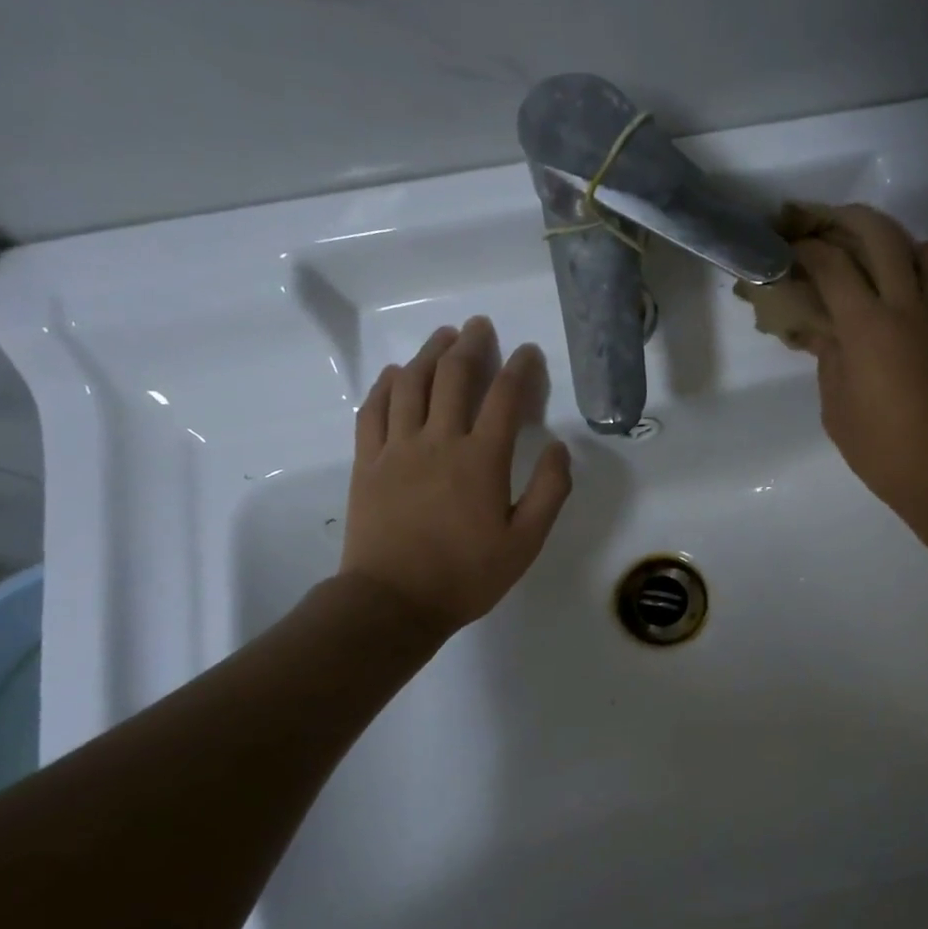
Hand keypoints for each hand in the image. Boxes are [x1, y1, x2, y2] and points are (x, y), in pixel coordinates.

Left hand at [339, 318, 571, 636]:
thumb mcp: (526, 542)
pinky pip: (374, 409)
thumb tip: (561, 447)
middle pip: (454, 376)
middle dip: (471, 345)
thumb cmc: (466, 576)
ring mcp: (397, 448)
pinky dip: (387, 384)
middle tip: (480, 326)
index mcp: (482, 460)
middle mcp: (439, 441)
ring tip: (443, 337)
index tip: (529, 352)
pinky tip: (397, 374)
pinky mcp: (367, 461)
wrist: (393, 602)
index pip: (505, 397)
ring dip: (430, 353)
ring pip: (412, 383)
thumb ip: (549, 491)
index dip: (521, 368)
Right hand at [790, 204, 927, 526]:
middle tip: (832, 226)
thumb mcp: (837, 407)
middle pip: (881, 234)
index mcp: (866, 327)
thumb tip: (826, 329)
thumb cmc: (883, 449)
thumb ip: (830, 358)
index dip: (808, 249)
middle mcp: (909, 304)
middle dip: (850, 220)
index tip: (793, 247)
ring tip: (888, 267)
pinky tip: (924, 298)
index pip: (832, 265)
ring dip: (903, 248)